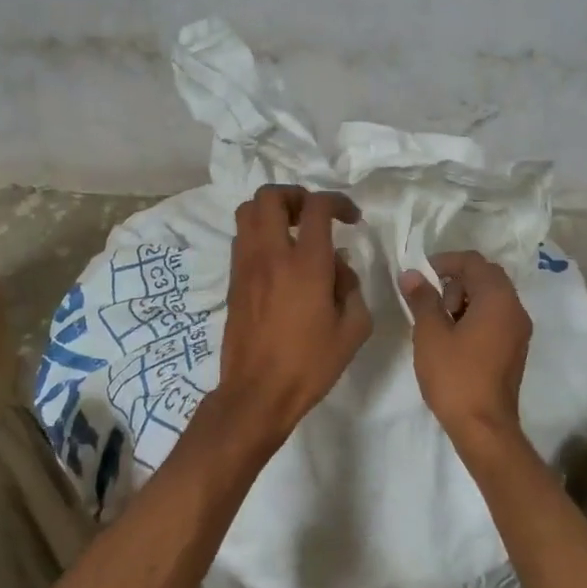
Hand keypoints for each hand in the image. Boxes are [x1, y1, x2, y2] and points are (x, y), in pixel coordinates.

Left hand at [216, 184, 372, 448]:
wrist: (257, 393)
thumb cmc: (310, 364)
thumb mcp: (353, 329)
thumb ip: (352, 288)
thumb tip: (338, 267)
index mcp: (306, 264)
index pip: (317, 207)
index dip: (337, 201)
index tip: (351, 218)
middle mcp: (271, 254)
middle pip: (270, 196)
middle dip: (295, 195)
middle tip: (313, 215)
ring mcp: (246, 265)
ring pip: (247, 211)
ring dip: (272, 211)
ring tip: (292, 230)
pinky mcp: (233, 280)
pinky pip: (242, 237)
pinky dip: (259, 233)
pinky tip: (278, 258)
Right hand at [400, 251, 532, 450]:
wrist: (484, 429)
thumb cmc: (455, 376)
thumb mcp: (430, 333)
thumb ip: (422, 298)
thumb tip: (411, 274)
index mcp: (498, 299)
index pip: (473, 261)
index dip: (445, 261)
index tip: (421, 275)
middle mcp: (515, 309)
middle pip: (485, 276)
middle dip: (455, 281)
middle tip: (431, 302)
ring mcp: (518, 331)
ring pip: (491, 297)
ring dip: (464, 299)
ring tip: (439, 323)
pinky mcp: (515, 349)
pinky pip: (495, 317)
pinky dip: (474, 316)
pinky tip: (453, 338)